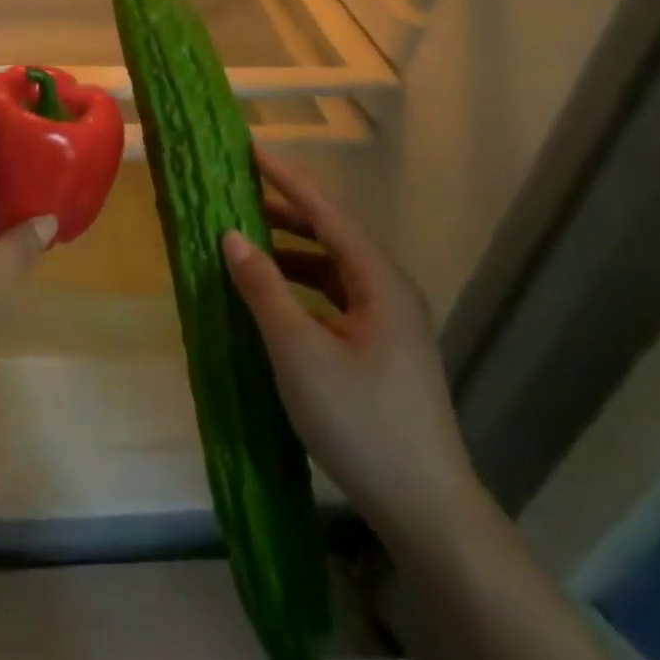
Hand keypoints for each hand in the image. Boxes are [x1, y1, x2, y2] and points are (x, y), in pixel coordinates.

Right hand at [222, 147, 484, 546]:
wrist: (427, 509)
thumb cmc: (361, 422)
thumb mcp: (300, 352)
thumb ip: (264, 289)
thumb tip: (232, 237)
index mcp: (379, 282)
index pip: (327, 213)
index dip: (288, 179)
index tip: (252, 150)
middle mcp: (390, 291)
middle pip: (333, 235)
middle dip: (286, 211)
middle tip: (239, 193)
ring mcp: (390, 322)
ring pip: (334, 268)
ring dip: (291, 250)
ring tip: (246, 240)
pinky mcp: (382, 349)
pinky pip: (335, 297)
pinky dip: (301, 285)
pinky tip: (274, 296)